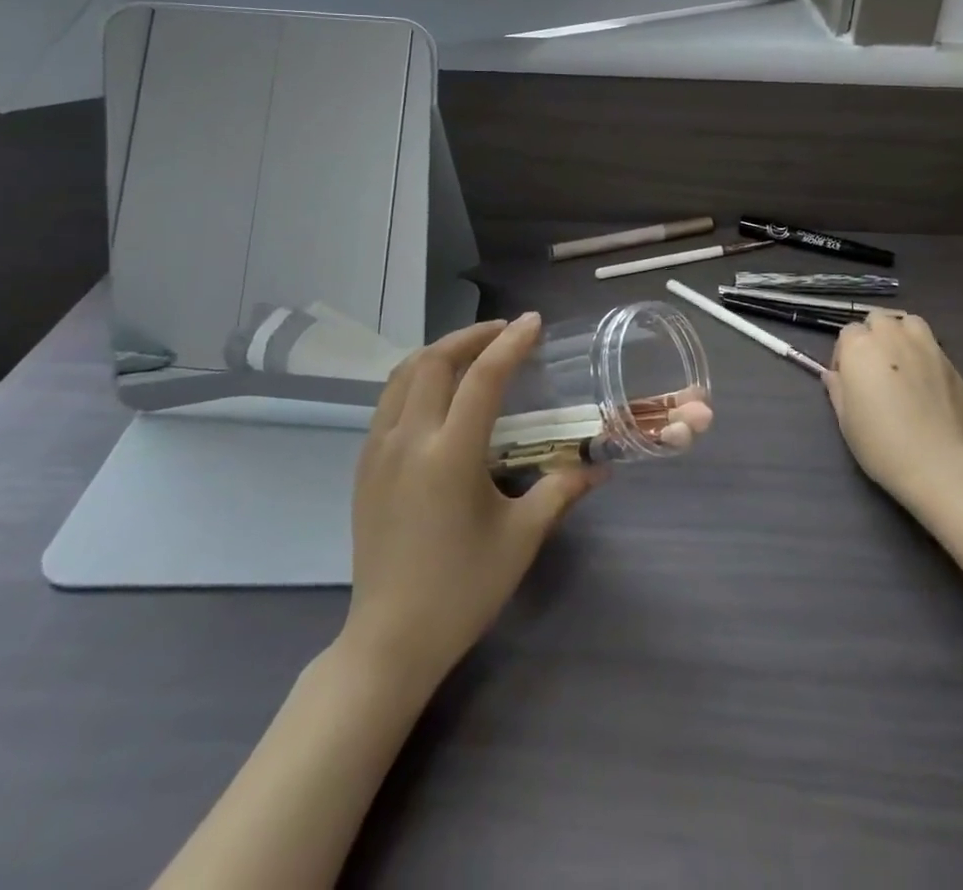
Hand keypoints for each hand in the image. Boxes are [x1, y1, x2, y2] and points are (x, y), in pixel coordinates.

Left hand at [343, 314, 602, 691]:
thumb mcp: (521, 539)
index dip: (511, 343)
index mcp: (450, 455)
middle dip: (471, 336)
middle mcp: (409, 440)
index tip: (533, 322)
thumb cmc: (463, 590)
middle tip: (504, 332)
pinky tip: (437, 392)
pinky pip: (387, 400)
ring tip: (472, 350)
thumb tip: (599, 466)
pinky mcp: (364, 465)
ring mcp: (378, 450)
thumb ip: (560, 491)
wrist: (390, 640)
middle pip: (435, 361)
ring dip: (439, 351)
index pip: (483, 378)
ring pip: (403, 374)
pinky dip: (415, 377)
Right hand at [824, 312, 962, 505]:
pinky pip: (932, 345)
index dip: (845, 354)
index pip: (847, 332)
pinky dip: (924, 353)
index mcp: (859, 347)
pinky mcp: (951, 363)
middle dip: (873, 336)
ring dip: (901, 334)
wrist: (938, 464)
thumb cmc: (881, 443)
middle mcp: (892, 337)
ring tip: (901, 362)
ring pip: (909, 322)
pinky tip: (925, 381)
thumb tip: (834, 375)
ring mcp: (925, 347)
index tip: (848, 379)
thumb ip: (837, 389)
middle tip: (874, 368)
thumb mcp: (845, 420)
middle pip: (878, 319)